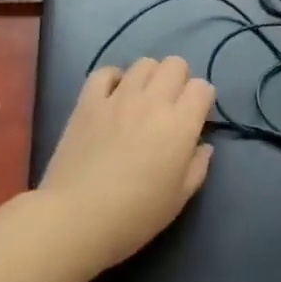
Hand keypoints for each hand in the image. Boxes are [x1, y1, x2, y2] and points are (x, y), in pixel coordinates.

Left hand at [37, 56, 215, 269]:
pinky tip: (113, 97)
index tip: (196, 117)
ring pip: (143, 64)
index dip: (202, 99)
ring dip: (150, 77)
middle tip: (171, 105)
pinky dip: (113, 79)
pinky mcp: (88, 102)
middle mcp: (153, 101)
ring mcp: (118, 98)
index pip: (202, 87)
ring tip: (142, 99)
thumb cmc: (136, 214)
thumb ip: (197, 167)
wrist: (78, 217)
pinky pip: (104, 72)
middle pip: (175, 64)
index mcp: (180, 124)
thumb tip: (202, 146)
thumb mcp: (180, 198)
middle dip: (179, 80)